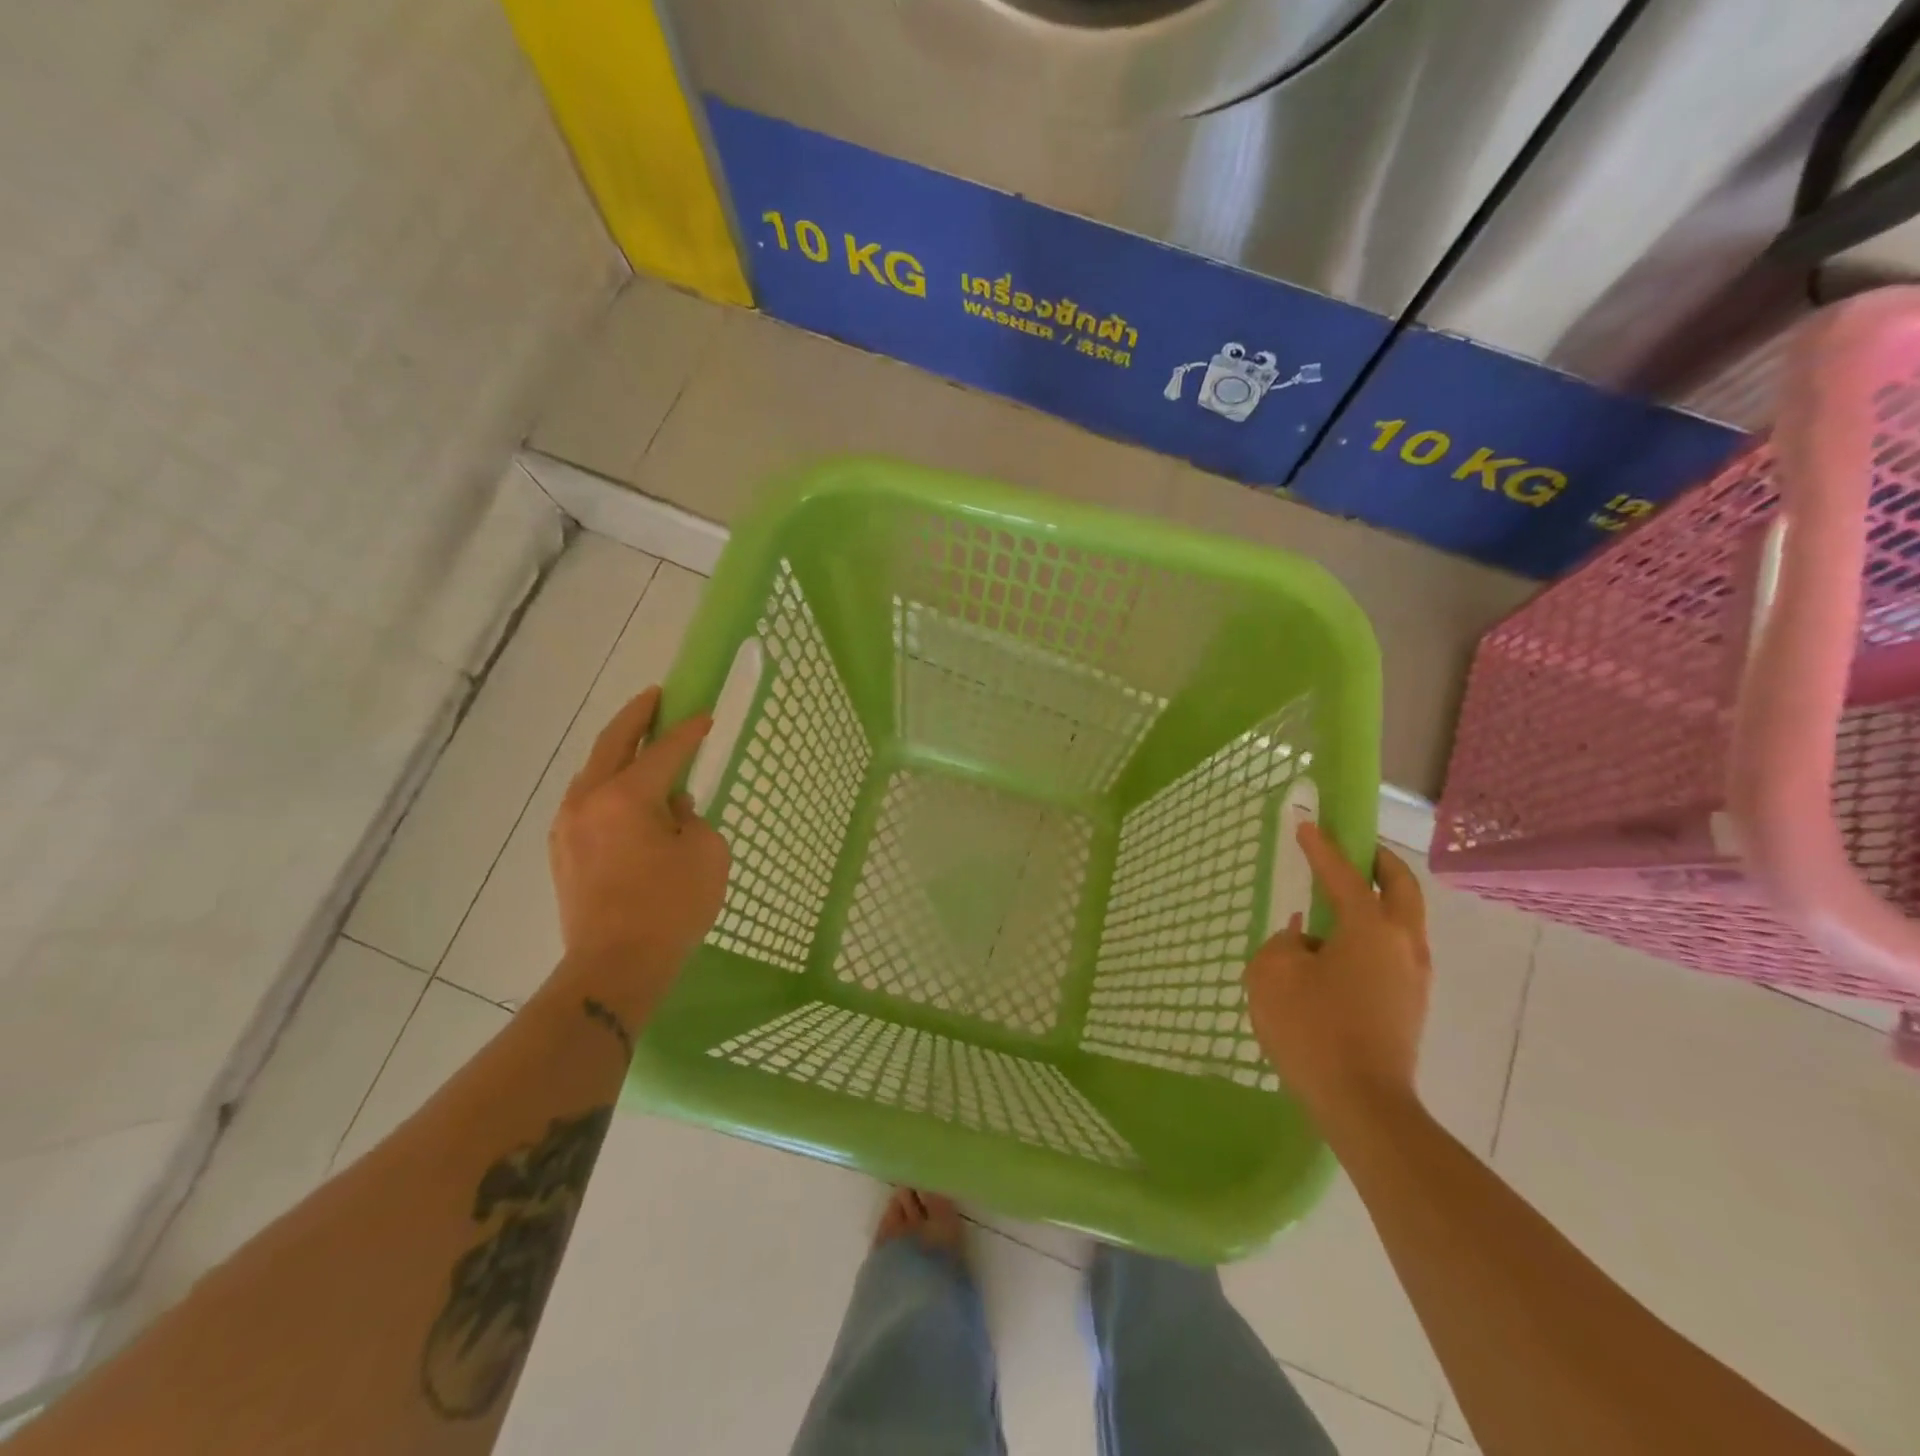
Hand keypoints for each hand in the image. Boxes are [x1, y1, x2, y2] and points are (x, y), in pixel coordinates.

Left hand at [548, 687, 730, 986]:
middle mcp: (589, 800)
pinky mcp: (562, 851)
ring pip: (592, 772)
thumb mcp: (705, 854)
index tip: (705, 715)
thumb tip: (671, 809)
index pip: (664, 750)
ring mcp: (568, 826)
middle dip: (636, 717)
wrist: (614, 967)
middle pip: (612, 744)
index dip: (688, 731)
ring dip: (617, 751)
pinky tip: (624, 793)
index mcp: (626, 796)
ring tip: (640, 743)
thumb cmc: (670, 908)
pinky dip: (607, 784)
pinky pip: (586, 801)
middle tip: (655, 698)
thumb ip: (691, 818)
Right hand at [1245, 822, 1431, 1123]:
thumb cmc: (1313, 1029)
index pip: (1344, 875)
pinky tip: (1340, 948)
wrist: (1362, 1105)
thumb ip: (1284, 945)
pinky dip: (1375, 931)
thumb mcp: (1272, 974)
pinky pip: (1395, 950)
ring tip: (1344, 898)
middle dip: (1380, 862)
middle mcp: (1403, 944)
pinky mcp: (1410, 1005)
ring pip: (1404, 920)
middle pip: (1401, 888)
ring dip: (1380, 899)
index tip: (1307, 825)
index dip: (1322, 848)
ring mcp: (1414, 978)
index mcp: (1370, 928)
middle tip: (1356, 849)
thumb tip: (1304, 942)